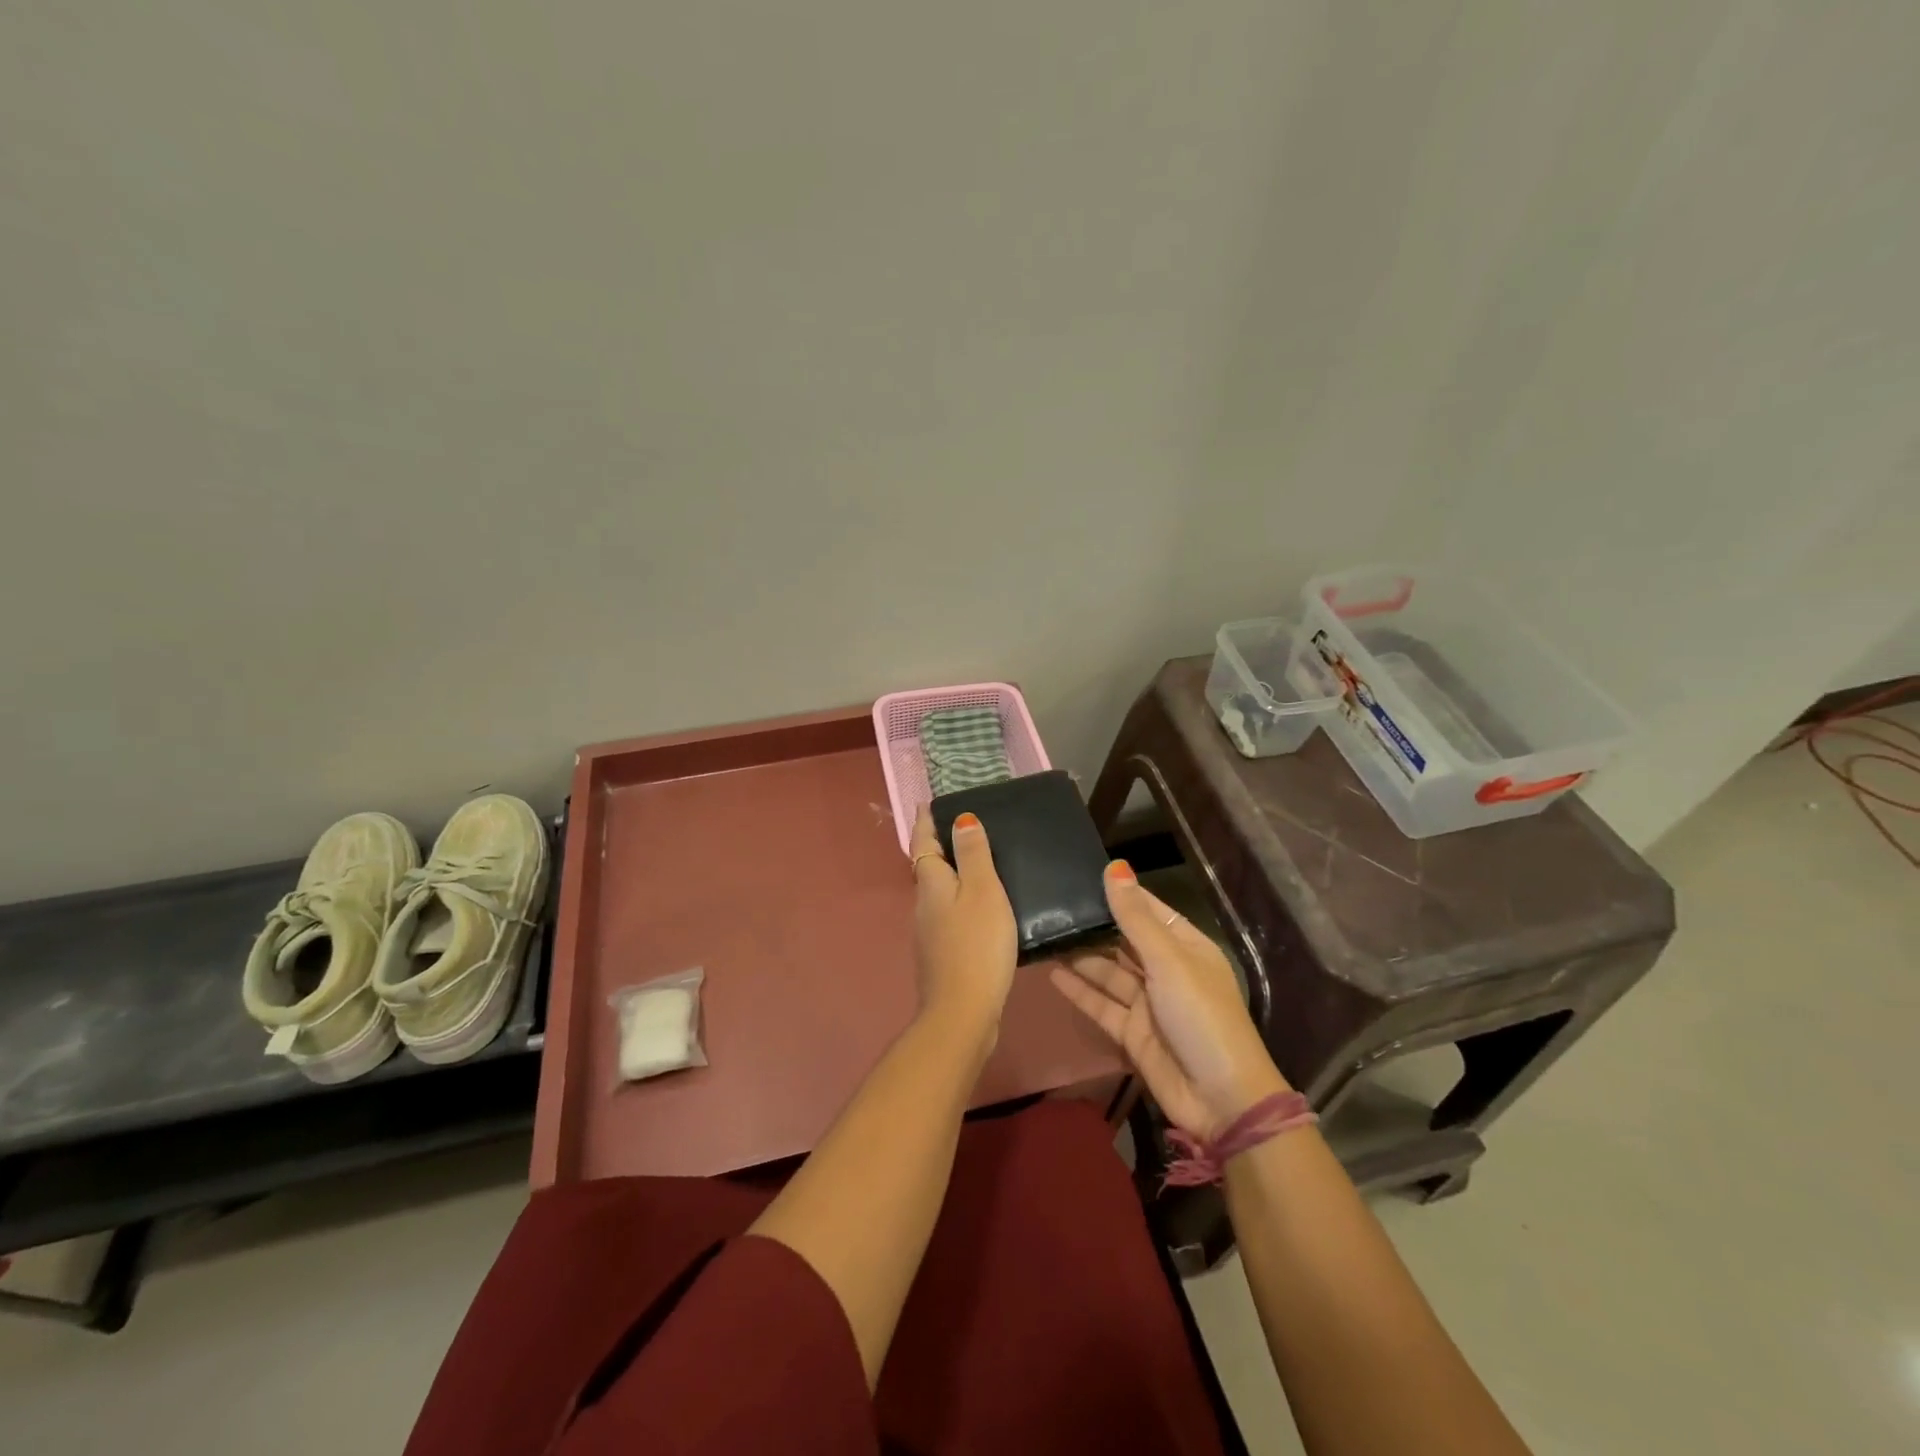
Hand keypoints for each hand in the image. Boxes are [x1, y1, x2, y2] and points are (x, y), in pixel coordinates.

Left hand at [910, 806, 1016, 1056]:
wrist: (963, 1012)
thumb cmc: (976, 945)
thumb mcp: (983, 891)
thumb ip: (973, 854)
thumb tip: (959, 818)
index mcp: (932, 884)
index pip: (923, 843)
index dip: (925, 822)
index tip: (925, 803)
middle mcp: (923, 905)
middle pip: (928, 868)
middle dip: (938, 847)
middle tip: (960, 829)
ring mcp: (929, 933)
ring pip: (938, 894)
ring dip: (951, 876)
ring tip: (976, 865)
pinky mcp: (941, 956)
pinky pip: (949, 916)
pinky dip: (960, 903)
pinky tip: (980, 911)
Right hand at [1050, 862, 1288, 1138]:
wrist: (1221, 1099)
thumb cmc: (1200, 1016)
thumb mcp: (1169, 961)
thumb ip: (1135, 918)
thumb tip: (1115, 867)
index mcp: (1186, 947)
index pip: (1148, 910)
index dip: (1119, 894)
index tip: (1080, 875)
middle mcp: (1167, 970)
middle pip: (1124, 940)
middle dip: (1095, 925)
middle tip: (1052, 905)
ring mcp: (1148, 1003)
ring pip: (1109, 972)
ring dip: (1081, 957)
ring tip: (1045, 936)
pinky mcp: (1132, 1032)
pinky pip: (1101, 1004)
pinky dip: (1079, 990)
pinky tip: (1051, 973)